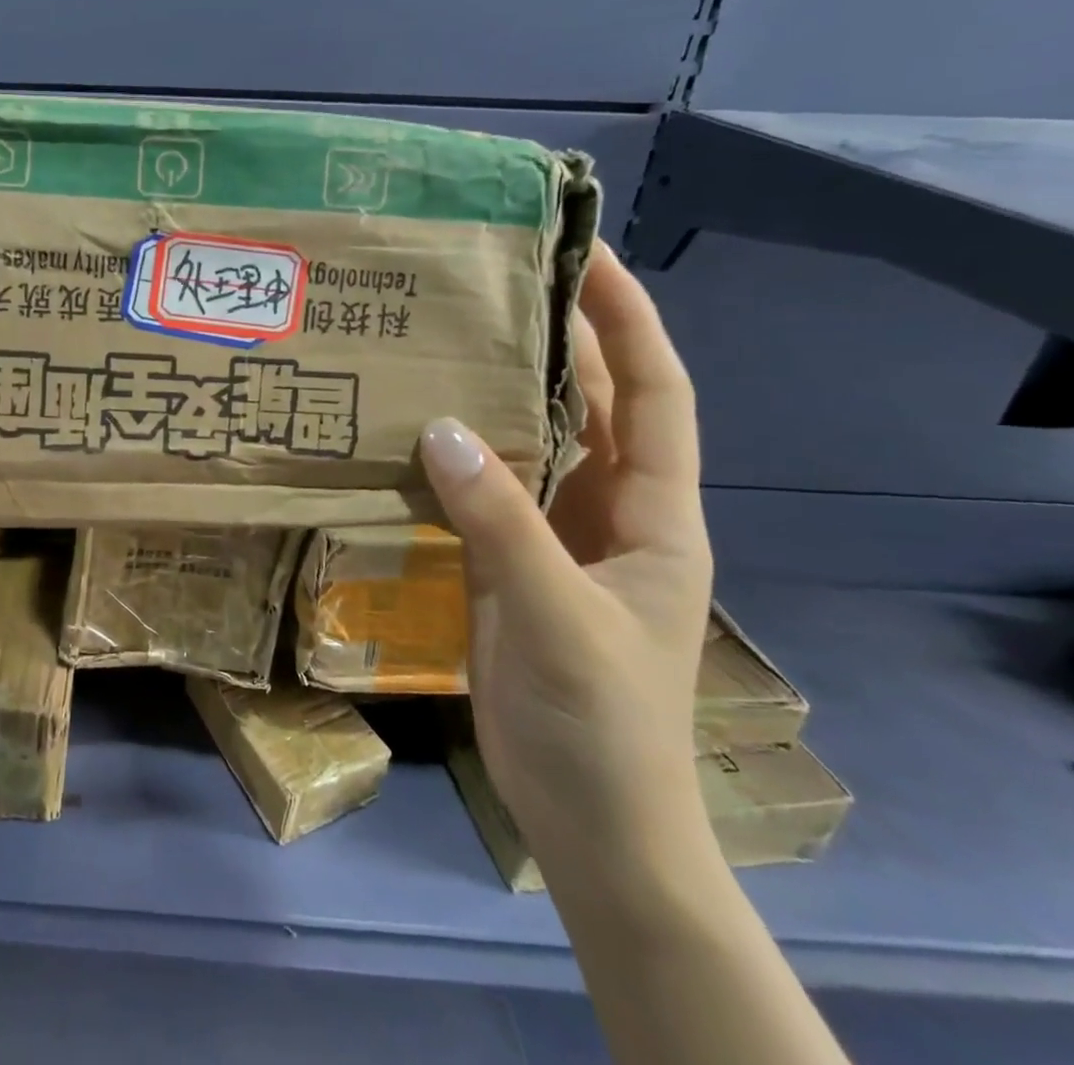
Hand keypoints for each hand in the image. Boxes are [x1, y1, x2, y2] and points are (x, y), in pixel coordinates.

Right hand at [420, 242, 712, 878]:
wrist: (589, 818)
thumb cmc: (600, 720)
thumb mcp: (558, 614)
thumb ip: (501, 521)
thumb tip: (439, 429)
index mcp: (654, 513)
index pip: (657, 393)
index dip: (629, 321)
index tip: (588, 256)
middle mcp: (612, 510)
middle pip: (595, 405)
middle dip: (559, 340)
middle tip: (495, 284)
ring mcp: (559, 537)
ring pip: (536, 443)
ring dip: (502, 393)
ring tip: (448, 340)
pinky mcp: (512, 562)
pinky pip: (488, 488)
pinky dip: (459, 454)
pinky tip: (416, 429)